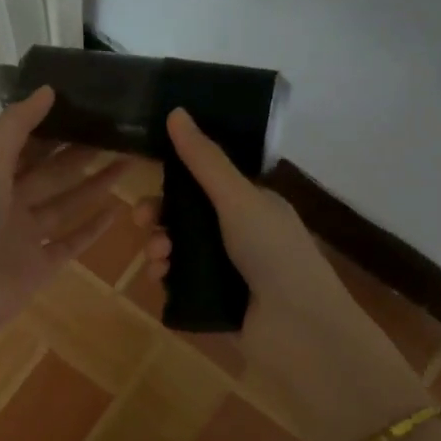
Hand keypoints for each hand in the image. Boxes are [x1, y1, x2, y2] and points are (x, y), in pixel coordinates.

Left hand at [0, 88, 123, 338]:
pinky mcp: (41, 266)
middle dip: (83, 154)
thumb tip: (48, 89)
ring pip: (67, 205)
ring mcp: (26, 237)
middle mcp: (10, 203)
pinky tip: (117, 209)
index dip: (55, 126)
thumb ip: (16, 126)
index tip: (88, 107)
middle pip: (53, 173)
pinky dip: (93, 228)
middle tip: (120, 133)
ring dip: (96, 185)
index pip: (28, 145)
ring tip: (128, 163)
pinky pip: (71, 243)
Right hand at [136, 109, 430, 440]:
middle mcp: (240, 234)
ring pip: (178, 250)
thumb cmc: (273, 254)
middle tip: (141, 221)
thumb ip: (204, 160)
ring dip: (160, 247)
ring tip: (159, 258)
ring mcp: (228, 271)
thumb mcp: (237, 199)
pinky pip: (180, 282)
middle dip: (159, 217)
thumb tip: (177, 111)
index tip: (149, 181)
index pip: (204, 183)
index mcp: (252, 204)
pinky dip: (166, 277)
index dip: (173, 181)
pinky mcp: (216, 302)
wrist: (299, 330)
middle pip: (185, 217)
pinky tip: (161, 279)